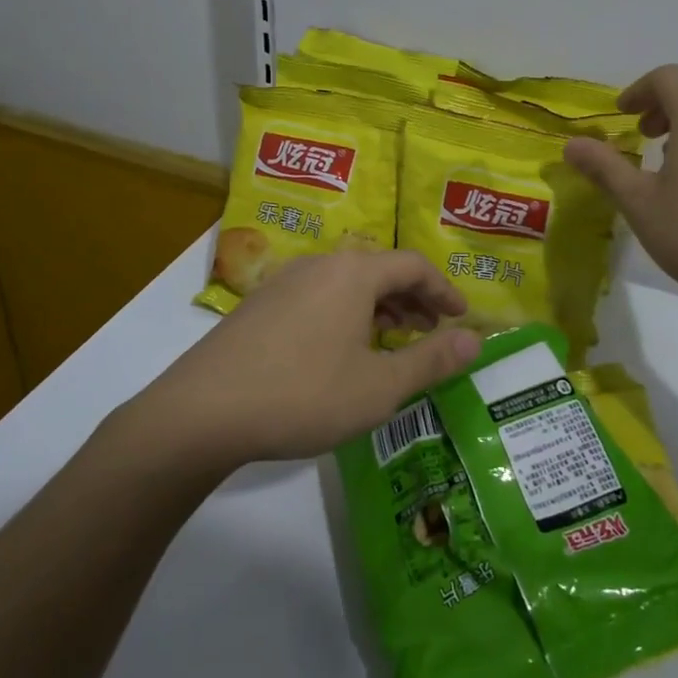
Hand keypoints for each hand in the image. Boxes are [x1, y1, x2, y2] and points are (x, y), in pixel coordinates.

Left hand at [134, 250, 481, 469]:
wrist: (202, 412)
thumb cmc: (304, 395)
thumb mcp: (379, 387)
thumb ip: (431, 360)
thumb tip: (475, 341)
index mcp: (353, 273)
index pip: (413, 265)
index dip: (444, 290)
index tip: (461, 318)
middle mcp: (320, 265)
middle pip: (380, 269)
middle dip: (413, 299)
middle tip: (432, 331)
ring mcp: (284, 282)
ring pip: (347, 283)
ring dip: (379, 307)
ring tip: (393, 342)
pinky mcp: (260, 305)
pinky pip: (319, 296)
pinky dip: (347, 314)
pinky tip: (343, 351)